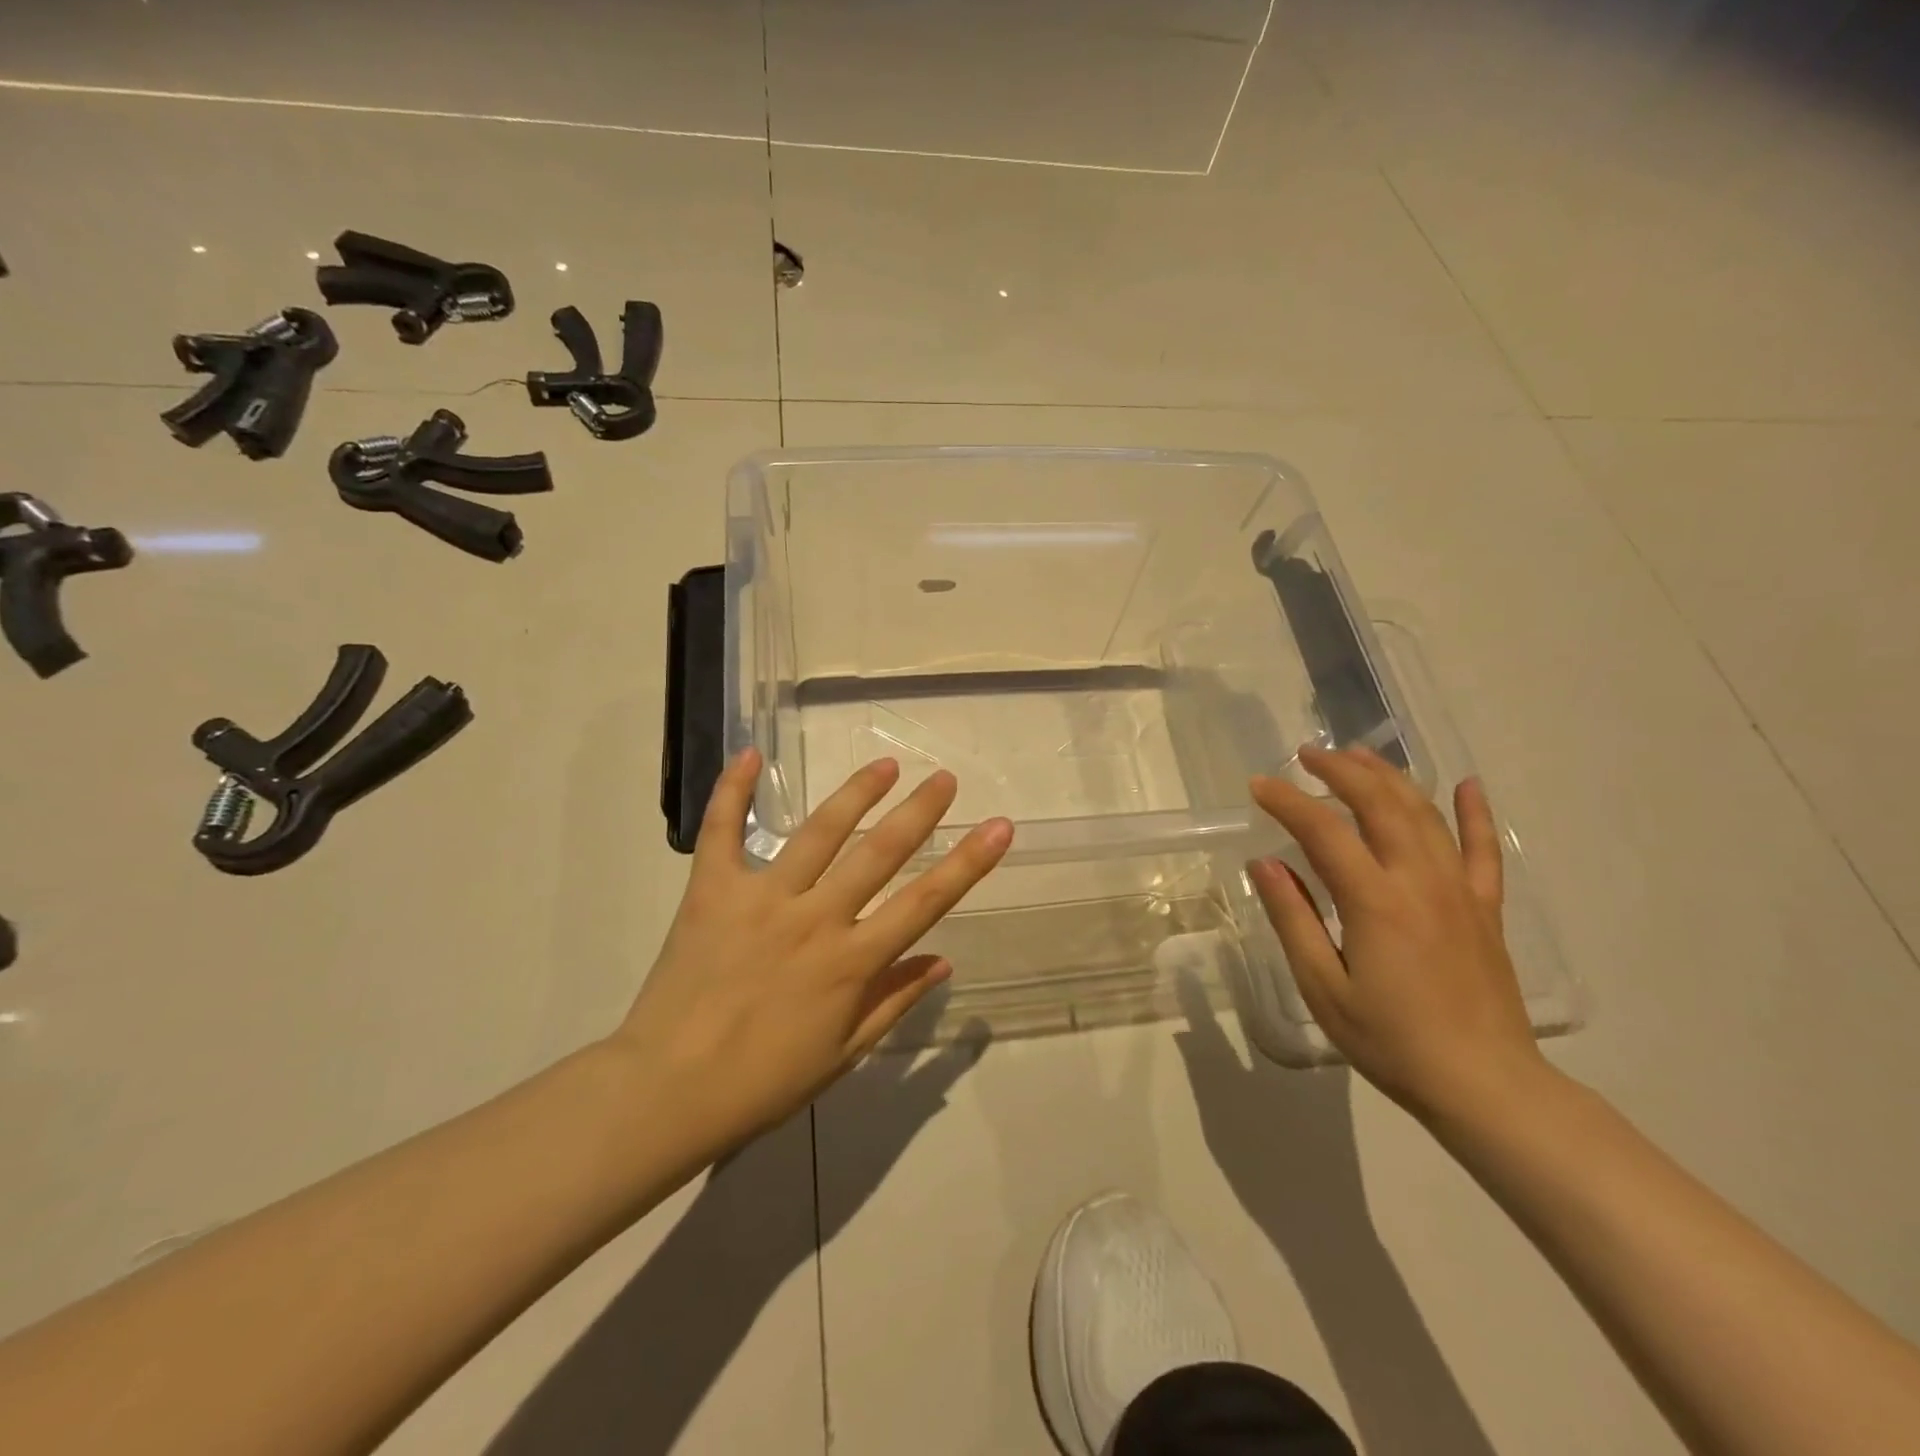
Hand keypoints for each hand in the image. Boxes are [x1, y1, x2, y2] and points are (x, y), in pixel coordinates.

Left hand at [610, 749, 1011, 1155]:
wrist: (666, 1090)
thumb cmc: (762, 1082)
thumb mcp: (842, 1053)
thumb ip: (894, 1001)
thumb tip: (944, 958)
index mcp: (851, 962)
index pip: (925, 900)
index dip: (969, 861)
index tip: (999, 826)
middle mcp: (815, 918)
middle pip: (879, 852)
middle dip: (919, 811)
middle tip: (945, 778)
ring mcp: (762, 898)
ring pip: (819, 832)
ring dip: (856, 793)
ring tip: (885, 765)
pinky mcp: (711, 890)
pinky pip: (721, 831)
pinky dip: (733, 791)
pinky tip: (750, 754)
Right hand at [1248, 747, 1545, 1120]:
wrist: (1486, 1086)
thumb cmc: (1391, 1041)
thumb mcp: (1323, 987)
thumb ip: (1294, 919)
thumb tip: (1265, 864)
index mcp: (1375, 901)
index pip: (1323, 831)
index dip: (1288, 802)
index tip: (1259, 786)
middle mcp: (1420, 881)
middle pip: (1380, 805)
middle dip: (1341, 771)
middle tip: (1308, 754)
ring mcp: (1460, 891)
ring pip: (1425, 815)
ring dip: (1390, 777)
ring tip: (1359, 755)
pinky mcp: (1486, 909)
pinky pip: (1484, 850)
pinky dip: (1475, 813)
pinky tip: (1468, 785)